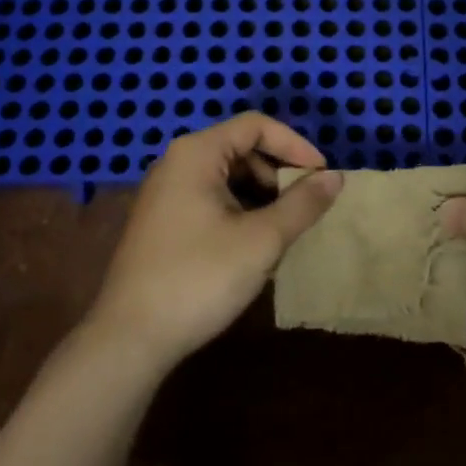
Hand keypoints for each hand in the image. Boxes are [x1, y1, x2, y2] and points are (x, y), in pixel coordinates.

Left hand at [88, 114, 343, 367]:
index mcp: (197, 154)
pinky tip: (254, 244)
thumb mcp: (262, 240)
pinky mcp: (163, 222)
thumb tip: (336, 177)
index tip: (322, 175)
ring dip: (262, 194)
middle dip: (279, 172)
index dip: (295, 145)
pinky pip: (212, 199)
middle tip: (305, 205)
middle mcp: (177, 163)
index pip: (256, 126)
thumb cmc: (199, 278)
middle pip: (242, 148)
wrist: (129, 340)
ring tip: (284, 228)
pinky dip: (241, 210)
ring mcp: (166, 193)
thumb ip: (303, 204)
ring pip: (228, 176)